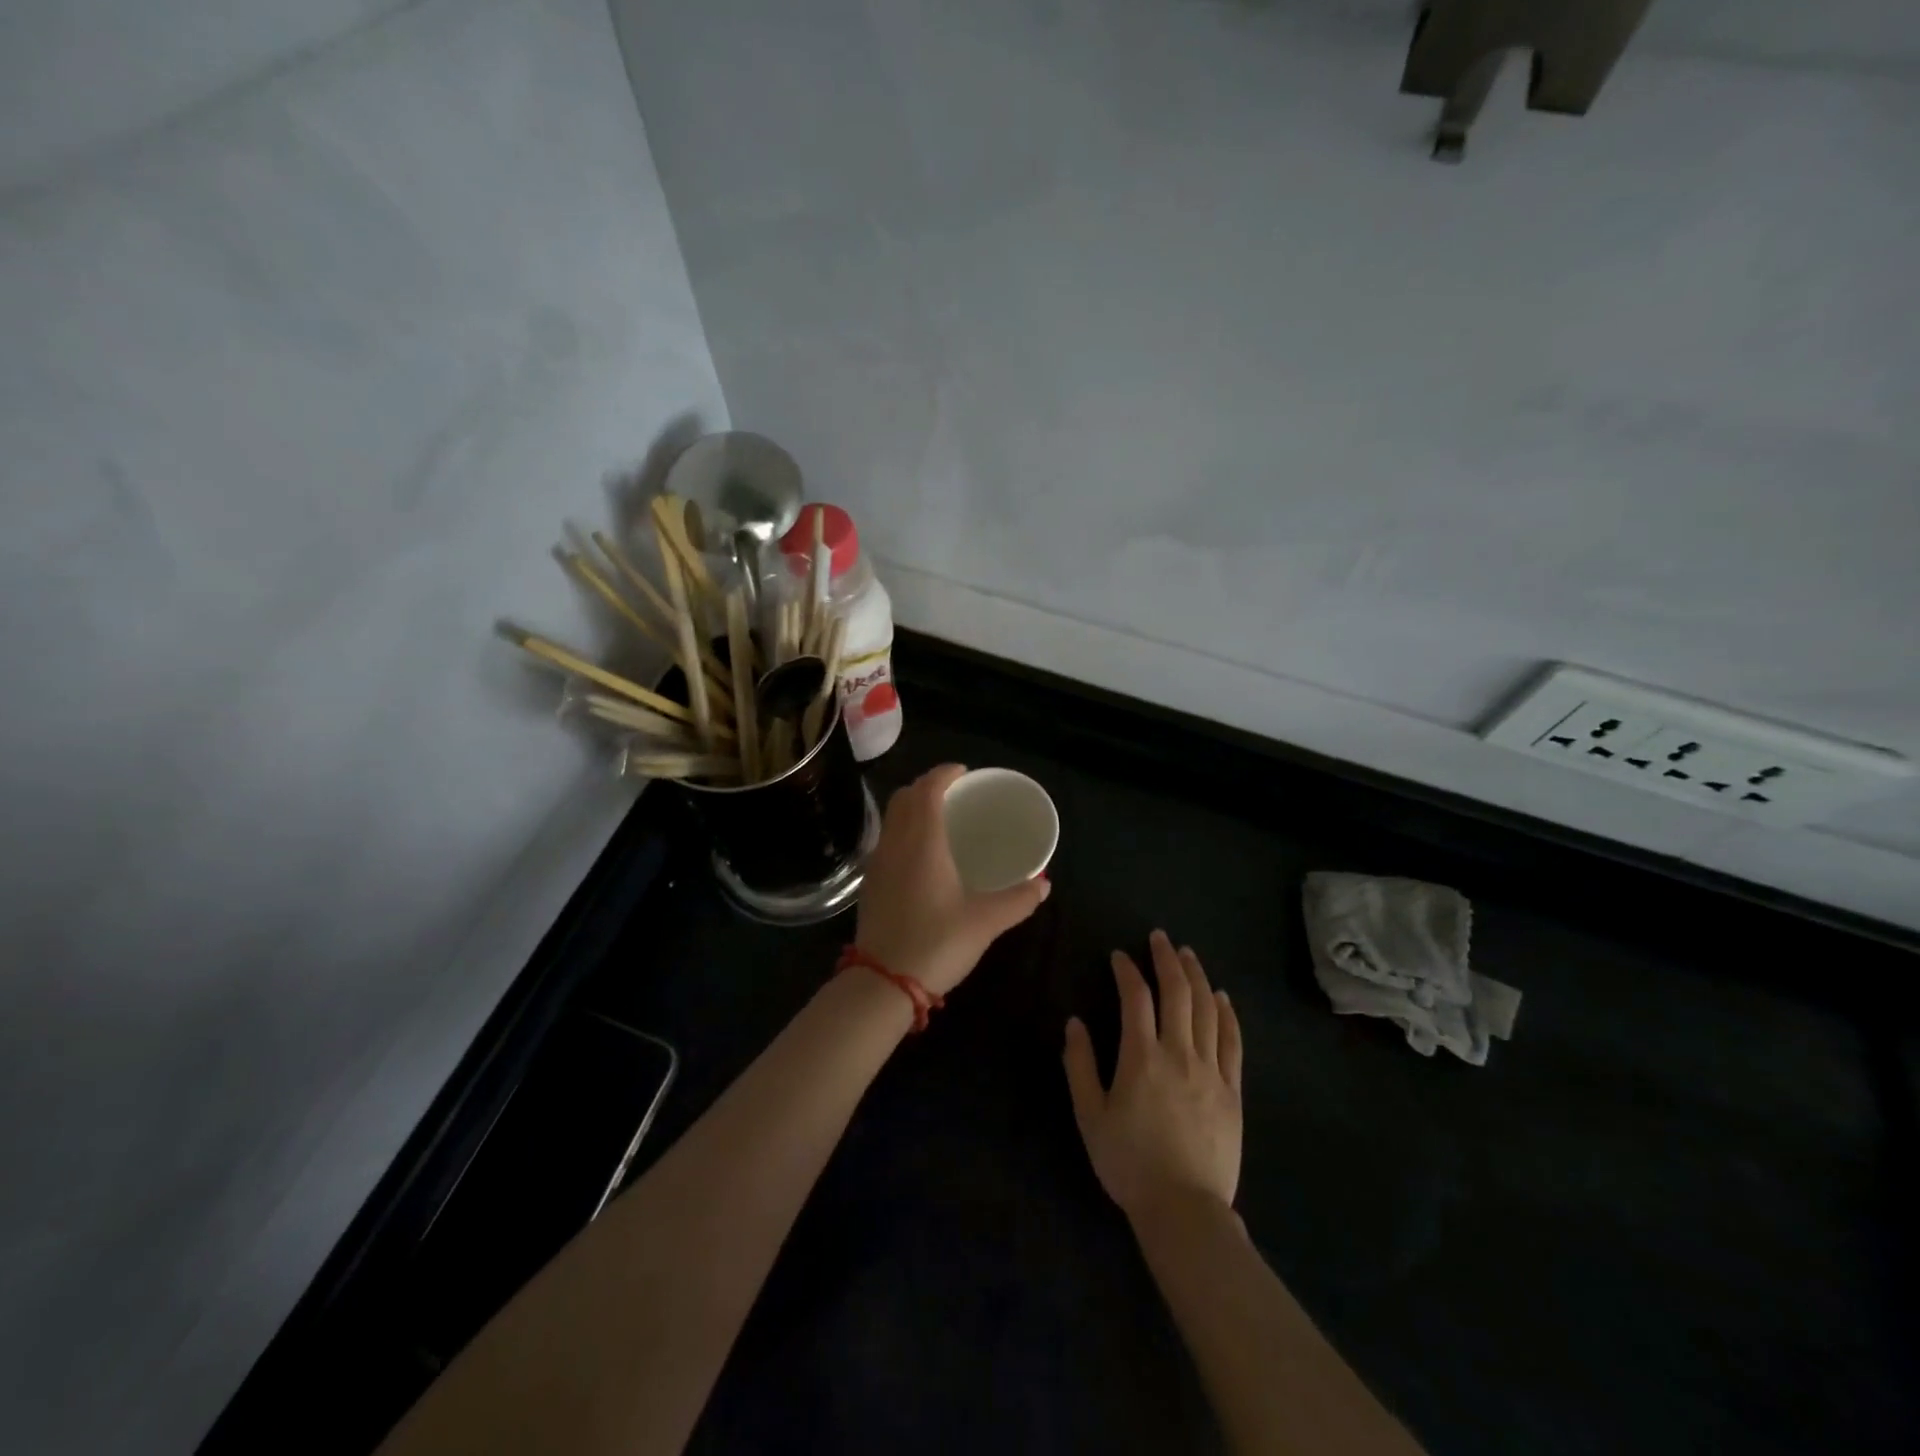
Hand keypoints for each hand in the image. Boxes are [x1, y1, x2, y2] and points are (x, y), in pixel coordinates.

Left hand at [855, 764, 1051, 996]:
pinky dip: (904, 832)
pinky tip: (922, 856)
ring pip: (892, 820)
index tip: (963, 772)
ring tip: (940, 821)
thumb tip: (1044, 885)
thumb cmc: (936, 943)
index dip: (944, 774)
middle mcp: (895, 844)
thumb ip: (1018, 899)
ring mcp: (878, 864)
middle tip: (954, 794)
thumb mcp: (985, 921)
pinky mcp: (871, 885)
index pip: (927, 789)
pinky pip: (887, 841)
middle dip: (926, 787)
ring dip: (912, 809)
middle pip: (904, 798)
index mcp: (922, 842)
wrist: (882, 984)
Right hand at [1063, 931, 1243, 1221]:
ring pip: (1208, 1010)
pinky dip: (1227, 1014)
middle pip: (1178, 993)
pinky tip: (1222, 997)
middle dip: (1167, 959)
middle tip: (1160, 938)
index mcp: (1142, 1057)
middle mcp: (1179, 1053)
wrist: (1184, 1209)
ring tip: (1188, 955)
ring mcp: (1211, 1070)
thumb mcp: (1090, 1116)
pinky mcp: (1232, 1090)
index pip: (1135, 998)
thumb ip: (1081, 1065)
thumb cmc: (1129, 1163)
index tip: (1119, 956)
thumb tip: (1075, 1023)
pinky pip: (1233, 1042)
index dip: (1127, 971)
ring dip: (1197, 976)